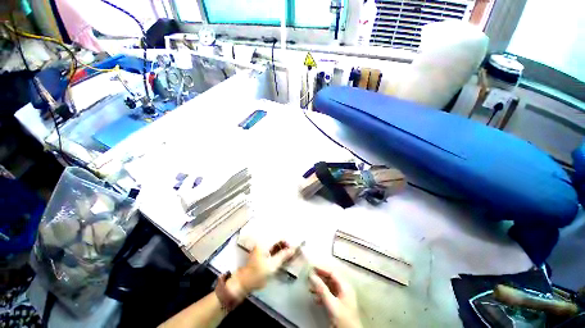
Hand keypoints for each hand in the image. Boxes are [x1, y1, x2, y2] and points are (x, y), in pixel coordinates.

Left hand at [233, 241, 297, 293]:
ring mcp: (262, 248)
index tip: (293, 249)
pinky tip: (284, 258)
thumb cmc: (258, 273)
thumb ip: (284, 255)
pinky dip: (278, 253)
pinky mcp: (262, 253)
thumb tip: (294, 249)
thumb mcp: (273, 265)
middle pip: (277, 240)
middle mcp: (263, 242)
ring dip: (283, 249)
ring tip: (290, 256)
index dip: (287, 242)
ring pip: (275, 245)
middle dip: (285, 246)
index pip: (279, 237)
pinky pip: (272, 250)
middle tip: (293, 253)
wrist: (244, 283)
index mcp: (264, 242)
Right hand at [309, 267, 361, 327]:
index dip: (322, 269)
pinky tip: (315, 299)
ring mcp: (341, 296)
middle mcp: (344, 289)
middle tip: (309, 277)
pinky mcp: (338, 304)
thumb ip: (322, 289)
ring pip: (328, 286)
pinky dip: (321, 294)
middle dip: (319, 277)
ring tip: (310, 288)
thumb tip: (312, 275)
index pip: (332, 273)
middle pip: (330, 278)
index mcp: (345, 286)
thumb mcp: (332, 304)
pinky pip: (328, 294)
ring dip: (319, 286)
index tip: (312, 267)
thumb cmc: (343, 319)